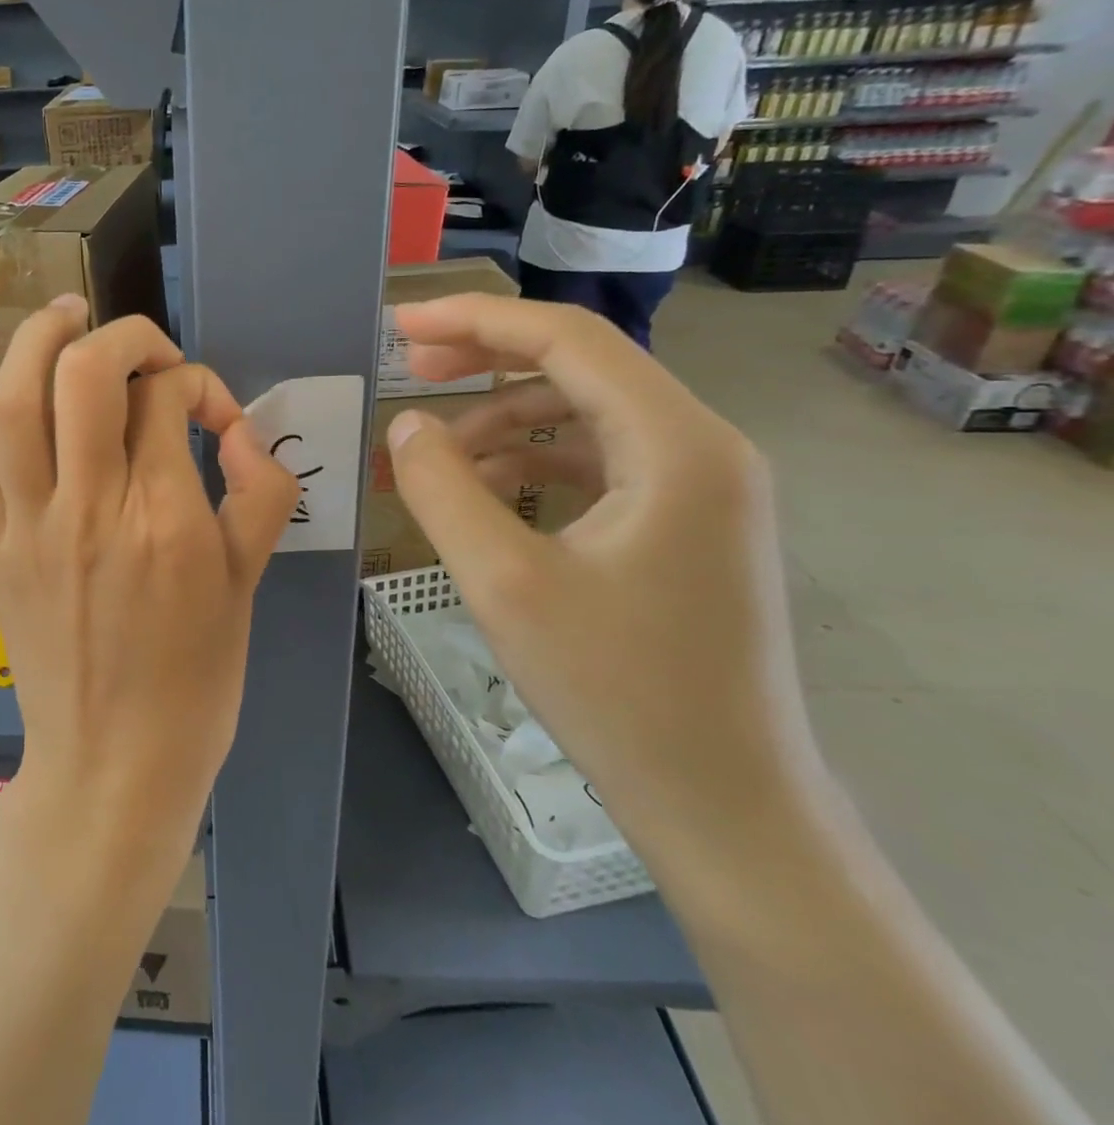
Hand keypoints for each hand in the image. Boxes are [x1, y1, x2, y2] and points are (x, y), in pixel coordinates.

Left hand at [0, 297, 298, 851]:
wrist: (112, 765)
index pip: (166, 399)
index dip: (192, 382)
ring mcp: (30, 526)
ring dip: (38, 342)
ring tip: (65, 319)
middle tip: (141, 342)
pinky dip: (10, 415)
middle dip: (119, 334)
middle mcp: (91, 508)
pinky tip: (36, 417)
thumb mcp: (249, 584)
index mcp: (165, 520)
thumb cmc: (195, 680)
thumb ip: (261, 492)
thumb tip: (239, 430)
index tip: (207, 410)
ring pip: (15, 400)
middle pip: (85, 373)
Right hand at [386, 295, 827, 882]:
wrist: (724, 804)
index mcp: (676, 444)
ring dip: (503, 420)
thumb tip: (406, 425)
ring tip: (433, 452)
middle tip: (409, 367)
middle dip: (486, 360)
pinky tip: (482, 491)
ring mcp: (699, 487)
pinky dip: (532, 462)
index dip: (475, 320)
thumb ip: (442, 487)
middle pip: (579, 366)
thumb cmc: (616, 690)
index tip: (400, 325)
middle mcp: (702, 446)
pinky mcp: (684, 524)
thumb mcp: (503, 581)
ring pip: (583, 415)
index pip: (567, 339)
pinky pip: (597, 462)